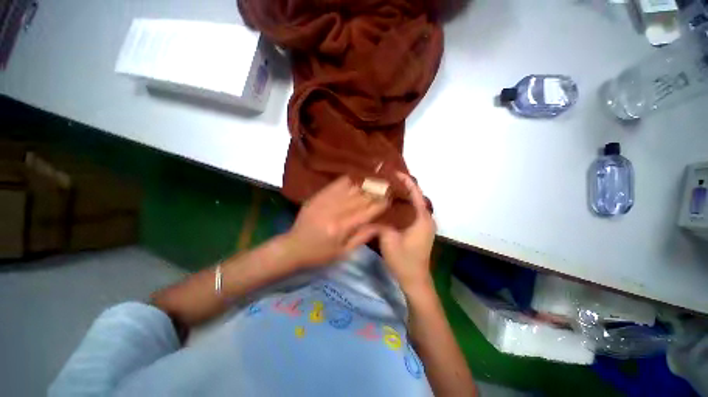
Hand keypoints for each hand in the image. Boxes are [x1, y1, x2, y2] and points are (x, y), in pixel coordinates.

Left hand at [284, 176, 388, 267]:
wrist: (293, 246)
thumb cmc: (320, 254)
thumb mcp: (343, 252)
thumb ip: (362, 237)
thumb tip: (381, 225)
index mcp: (342, 227)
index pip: (367, 212)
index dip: (381, 204)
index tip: (390, 198)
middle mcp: (335, 211)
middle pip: (361, 197)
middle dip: (376, 191)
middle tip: (387, 185)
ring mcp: (325, 201)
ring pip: (351, 188)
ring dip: (365, 183)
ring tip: (376, 179)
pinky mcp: (318, 196)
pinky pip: (336, 184)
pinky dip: (349, 179)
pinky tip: (357, 176)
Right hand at [378, 172, 435, 292]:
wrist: (415, 279)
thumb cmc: (404, 260)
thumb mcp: (388, 240)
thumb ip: (380, 224)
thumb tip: (371, 212)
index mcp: (422, 218)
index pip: (416, 193)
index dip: (406, 181)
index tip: (395, 172)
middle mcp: (427, 218)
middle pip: (417, 197)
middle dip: (404, 186)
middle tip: (387, 180)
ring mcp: (425, 224)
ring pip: (415, 204)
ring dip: (404, 195)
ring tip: (388, 188)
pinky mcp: (422, 230)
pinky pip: (414, 211)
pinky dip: (405, 205)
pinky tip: (393, 205)